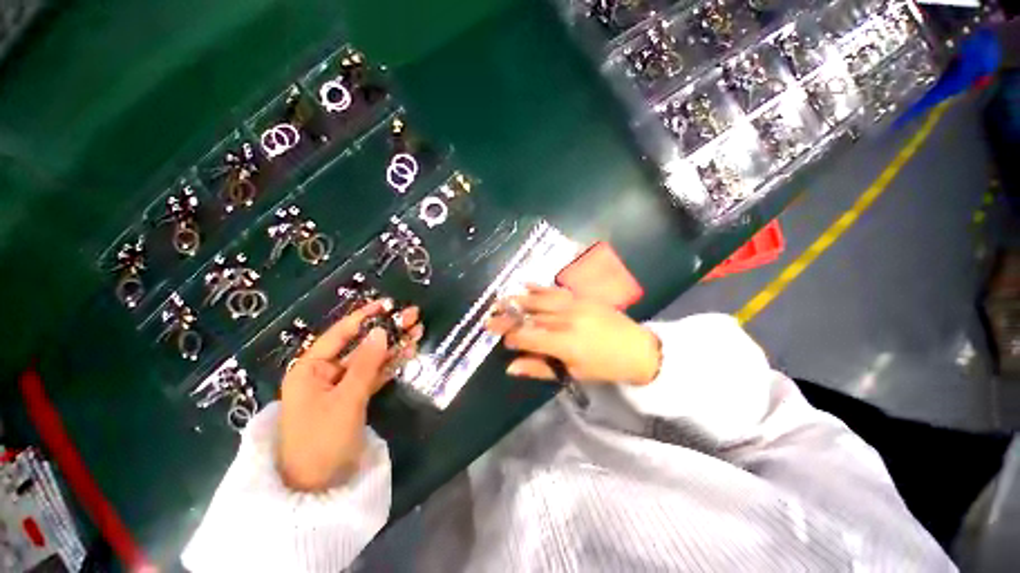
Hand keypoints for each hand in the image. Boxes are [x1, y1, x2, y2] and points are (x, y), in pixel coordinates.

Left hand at [278, 300, 421, 491]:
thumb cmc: (322, 441)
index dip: (364, 317)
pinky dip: (391, 365)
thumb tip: (380, 332)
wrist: (317, 488)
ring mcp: (341, 386)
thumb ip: (365, 364)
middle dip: (386, 330)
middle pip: (360, 345)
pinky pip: (374, 375)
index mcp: (310, 369)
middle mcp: (324, 373)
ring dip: (394, 345)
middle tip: (413, 316)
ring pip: (371, 359)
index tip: (387, 304)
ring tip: (418, 330)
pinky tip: (409, 352)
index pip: (339, 334)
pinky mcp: (354, 398)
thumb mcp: (345, 400)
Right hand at [486, 285, 660, 385]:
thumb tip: (510, 367)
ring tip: (501, 299)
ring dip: (518, 299)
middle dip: (508, 317)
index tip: (498, 336)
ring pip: (540, 300)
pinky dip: (539, 287)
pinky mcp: (581, 297)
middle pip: (530, 317)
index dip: (511, 336)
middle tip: (490, 315)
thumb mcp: (573, 373)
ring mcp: (575, 305)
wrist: (638, 348)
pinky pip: (555, 290)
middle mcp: (566, 320)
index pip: (529, 337)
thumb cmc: (604, 367)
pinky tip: (525, 284)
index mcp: (565, 344)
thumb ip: (540, 368)